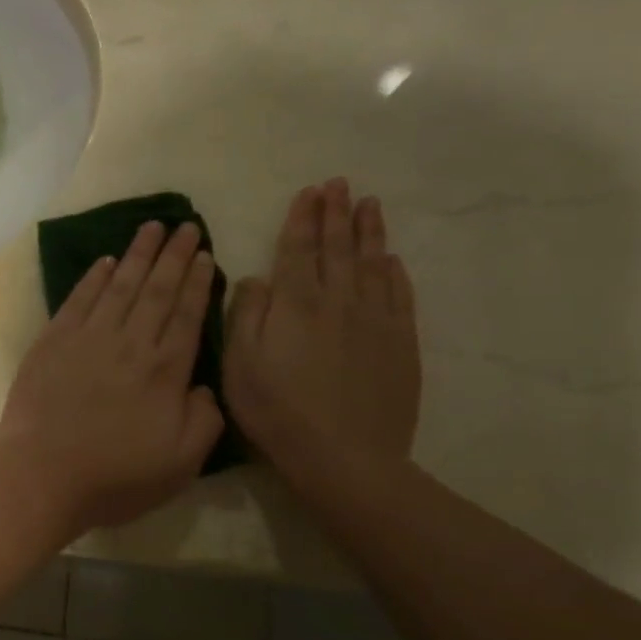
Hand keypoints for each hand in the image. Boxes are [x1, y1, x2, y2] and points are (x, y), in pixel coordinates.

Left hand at [0, 220, 224, 532]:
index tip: (205, 254)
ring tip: (151, 227)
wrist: (43, 474)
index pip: (186, 314)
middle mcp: (129, 343)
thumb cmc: (116, 476)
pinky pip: (78, 299)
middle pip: (156, 290)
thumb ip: (205, 420)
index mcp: (164, 370)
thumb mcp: (182, 463)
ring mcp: (87, 338)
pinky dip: (93, 277)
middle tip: (186, 225)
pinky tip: (105, 261)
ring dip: (137, 254)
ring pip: (119, 286)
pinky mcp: (53, 342)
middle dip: (173, 255)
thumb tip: (203, 386)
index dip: (197, 282)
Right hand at [224, 179, 420, 465]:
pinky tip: (390, 259)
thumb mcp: (239, 363)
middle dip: (336, 213)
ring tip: (368, 204)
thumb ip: (246, 313)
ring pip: (371, 263)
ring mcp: (375, 320)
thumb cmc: (277, 410)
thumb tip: (257, 277)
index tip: (309, 192)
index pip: (298, 249)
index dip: (302, 218)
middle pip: (337, 248)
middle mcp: (338, 300)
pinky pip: (400, 295)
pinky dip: (394, 272)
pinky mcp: (400, 343)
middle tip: (338, 184)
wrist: (343, 455)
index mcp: (295, 303)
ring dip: (368, 231)